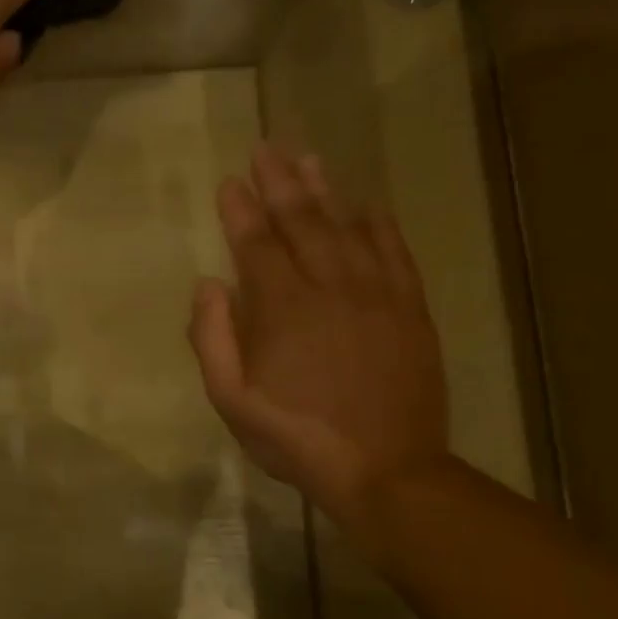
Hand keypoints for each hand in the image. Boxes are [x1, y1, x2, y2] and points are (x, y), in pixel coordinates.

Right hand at [188, 142, 450, 529]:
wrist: (386, 470)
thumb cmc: (294, 436)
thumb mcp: (231, 399)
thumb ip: (212, 338)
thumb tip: (208, 285)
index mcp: (282, 309)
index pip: (256, 244)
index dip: (240, 210)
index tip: (230, 181)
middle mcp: (330, 288)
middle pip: (302, 222)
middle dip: (280, 183)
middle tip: (266, 148)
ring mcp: (376, 296)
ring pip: (348, 228)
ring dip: (325, 191)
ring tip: (307, 159)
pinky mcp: (409, 310)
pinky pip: (395, 254)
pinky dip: (379, 226)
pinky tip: (368, 205)